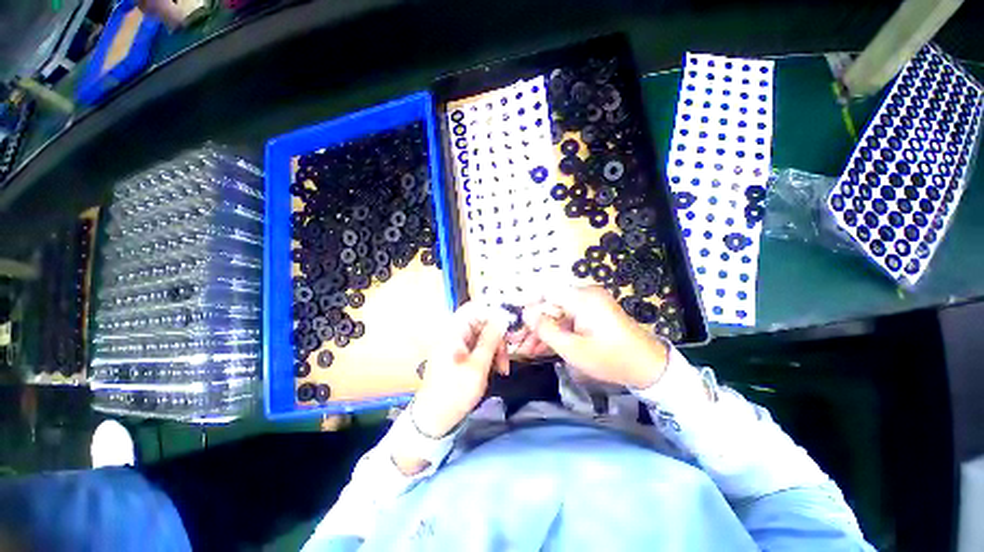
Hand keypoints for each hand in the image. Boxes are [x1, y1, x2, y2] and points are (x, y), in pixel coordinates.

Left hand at [410, 302, 508, 438]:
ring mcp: (455, 345)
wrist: (434, 419)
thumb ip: (491, 339)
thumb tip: (502, 317)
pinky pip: (477, 348)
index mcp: (453, 331)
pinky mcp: (458, 356)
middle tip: (505, 358)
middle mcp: (453, 334)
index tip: (507, 328)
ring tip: (501, 369)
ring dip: (494, 349)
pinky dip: (487, 356)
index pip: (474, 309)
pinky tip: (493, 370)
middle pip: (480, 323)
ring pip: (481, 337)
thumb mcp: (478, 365)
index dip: (492, 313)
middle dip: (496, 338)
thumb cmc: (455, 391)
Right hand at [525, 286, 669, 388]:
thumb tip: (525, 313)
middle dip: (533, 324)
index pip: (546, 291)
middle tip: (518, 341)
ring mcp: (589, 304)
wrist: (648, 368)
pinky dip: (557, 332)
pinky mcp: (592, 314)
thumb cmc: (610, 359)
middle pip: (550, 304)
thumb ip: (546, 329)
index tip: (516, 322)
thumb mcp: (573, 349)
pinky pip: (568, 319)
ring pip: (557, 313)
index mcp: (582, 298)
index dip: (528, 304)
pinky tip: (543, 347)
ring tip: (527, 350)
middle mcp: (584, 295)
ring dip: (543, 331)